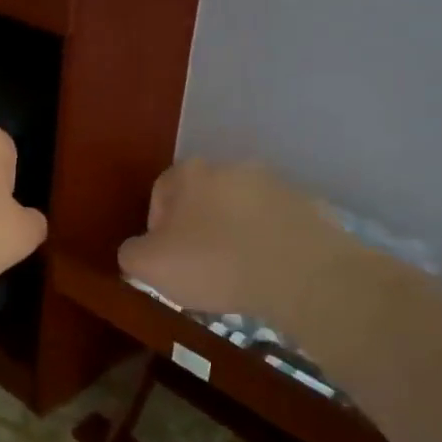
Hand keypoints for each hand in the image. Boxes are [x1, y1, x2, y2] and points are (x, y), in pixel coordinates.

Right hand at [118, 158, 335, 316]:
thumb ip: (131, 253)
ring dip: (234, 234)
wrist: (303, 274)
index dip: (156, 227)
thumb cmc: (214, 263)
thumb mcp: (149, 266)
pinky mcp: (310, 208)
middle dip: (197, 228)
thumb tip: (138, 250)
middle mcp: (233, 167)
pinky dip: (268, 244)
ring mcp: (276, 184)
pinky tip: (268, 273)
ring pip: (241, 210)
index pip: (161, 192)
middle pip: (203, 198)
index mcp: (191, 173)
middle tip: (198, 267)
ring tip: (236, 274)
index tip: (165, 259)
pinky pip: (276, 226)